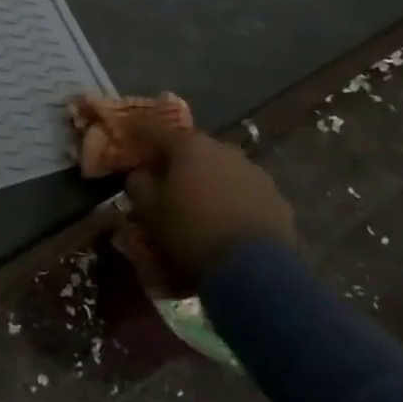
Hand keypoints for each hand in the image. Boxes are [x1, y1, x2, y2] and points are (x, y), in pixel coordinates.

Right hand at [121, 118, 293, 296]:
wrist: (254, 271)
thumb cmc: (190, 232)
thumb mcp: (149, 211)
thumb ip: (138, 184)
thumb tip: (141, 173)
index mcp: (189, 146)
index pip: (154, 130)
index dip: (137, 131)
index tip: (126, 132)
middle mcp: (224, 149)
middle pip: (191, 148)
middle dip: (175, 159)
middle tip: (161, 175)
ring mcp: (254, 172)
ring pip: (220, 169)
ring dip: (206, 179)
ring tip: (196, 201)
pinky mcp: (276, 198)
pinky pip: (243, 191)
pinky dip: (230, 198)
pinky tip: (223, 219)